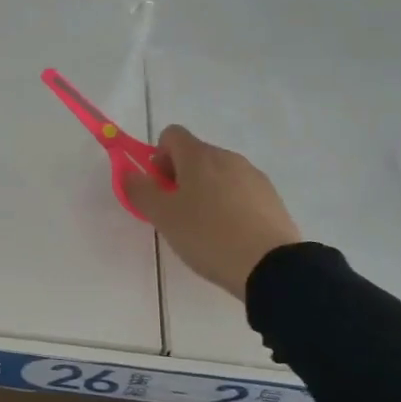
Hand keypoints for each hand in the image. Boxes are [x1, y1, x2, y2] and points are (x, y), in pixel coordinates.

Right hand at [122, 126, 301, 297]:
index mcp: (199, 156)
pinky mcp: (271, 198)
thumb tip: (128, 173)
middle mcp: (228, 157)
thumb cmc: (208, 235)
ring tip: (203, 229)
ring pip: (218, 174)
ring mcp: (253, 176)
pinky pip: (239, 192)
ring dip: (204, 191)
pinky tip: (228, 235)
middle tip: (175, 212)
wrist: (271, 266)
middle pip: (195, 155)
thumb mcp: (162, 216)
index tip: (158, 187)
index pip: (171, 135)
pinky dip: (228, 205)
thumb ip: (140, 190)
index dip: (158, 157)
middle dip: (179, 177)